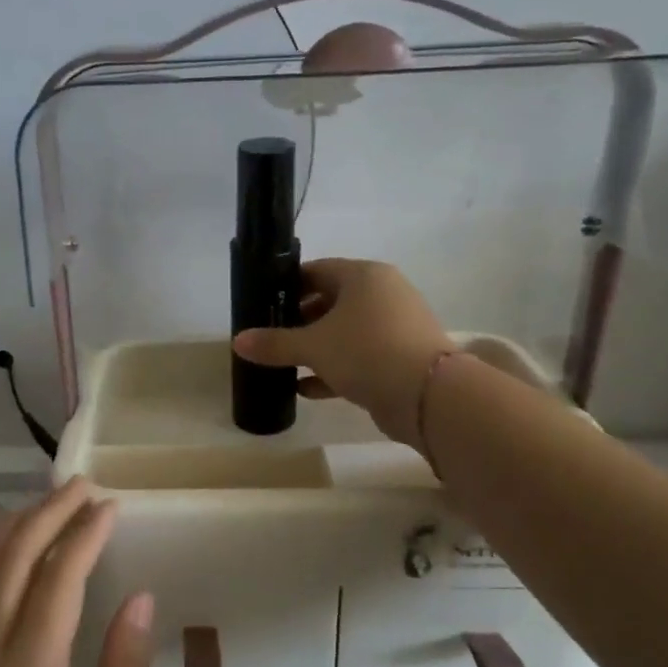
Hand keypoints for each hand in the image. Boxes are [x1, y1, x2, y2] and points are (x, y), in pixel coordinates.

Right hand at [233, 258, 452, 445]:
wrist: (429, 395)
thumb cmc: (366, 352)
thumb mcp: (313, 346)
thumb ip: (275, 343)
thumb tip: (238, 341)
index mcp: (364, 276)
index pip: (317, 270)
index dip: (288, 286)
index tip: (263, 305)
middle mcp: (383, 294)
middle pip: (330, 301)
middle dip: (299, 321)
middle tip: (270, 337)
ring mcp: (395, 327)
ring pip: (345, 332)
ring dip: (315, 348)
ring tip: (283, 364)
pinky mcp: (400, 358)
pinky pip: (359, 357)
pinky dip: (334, 369)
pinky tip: (306, 389)